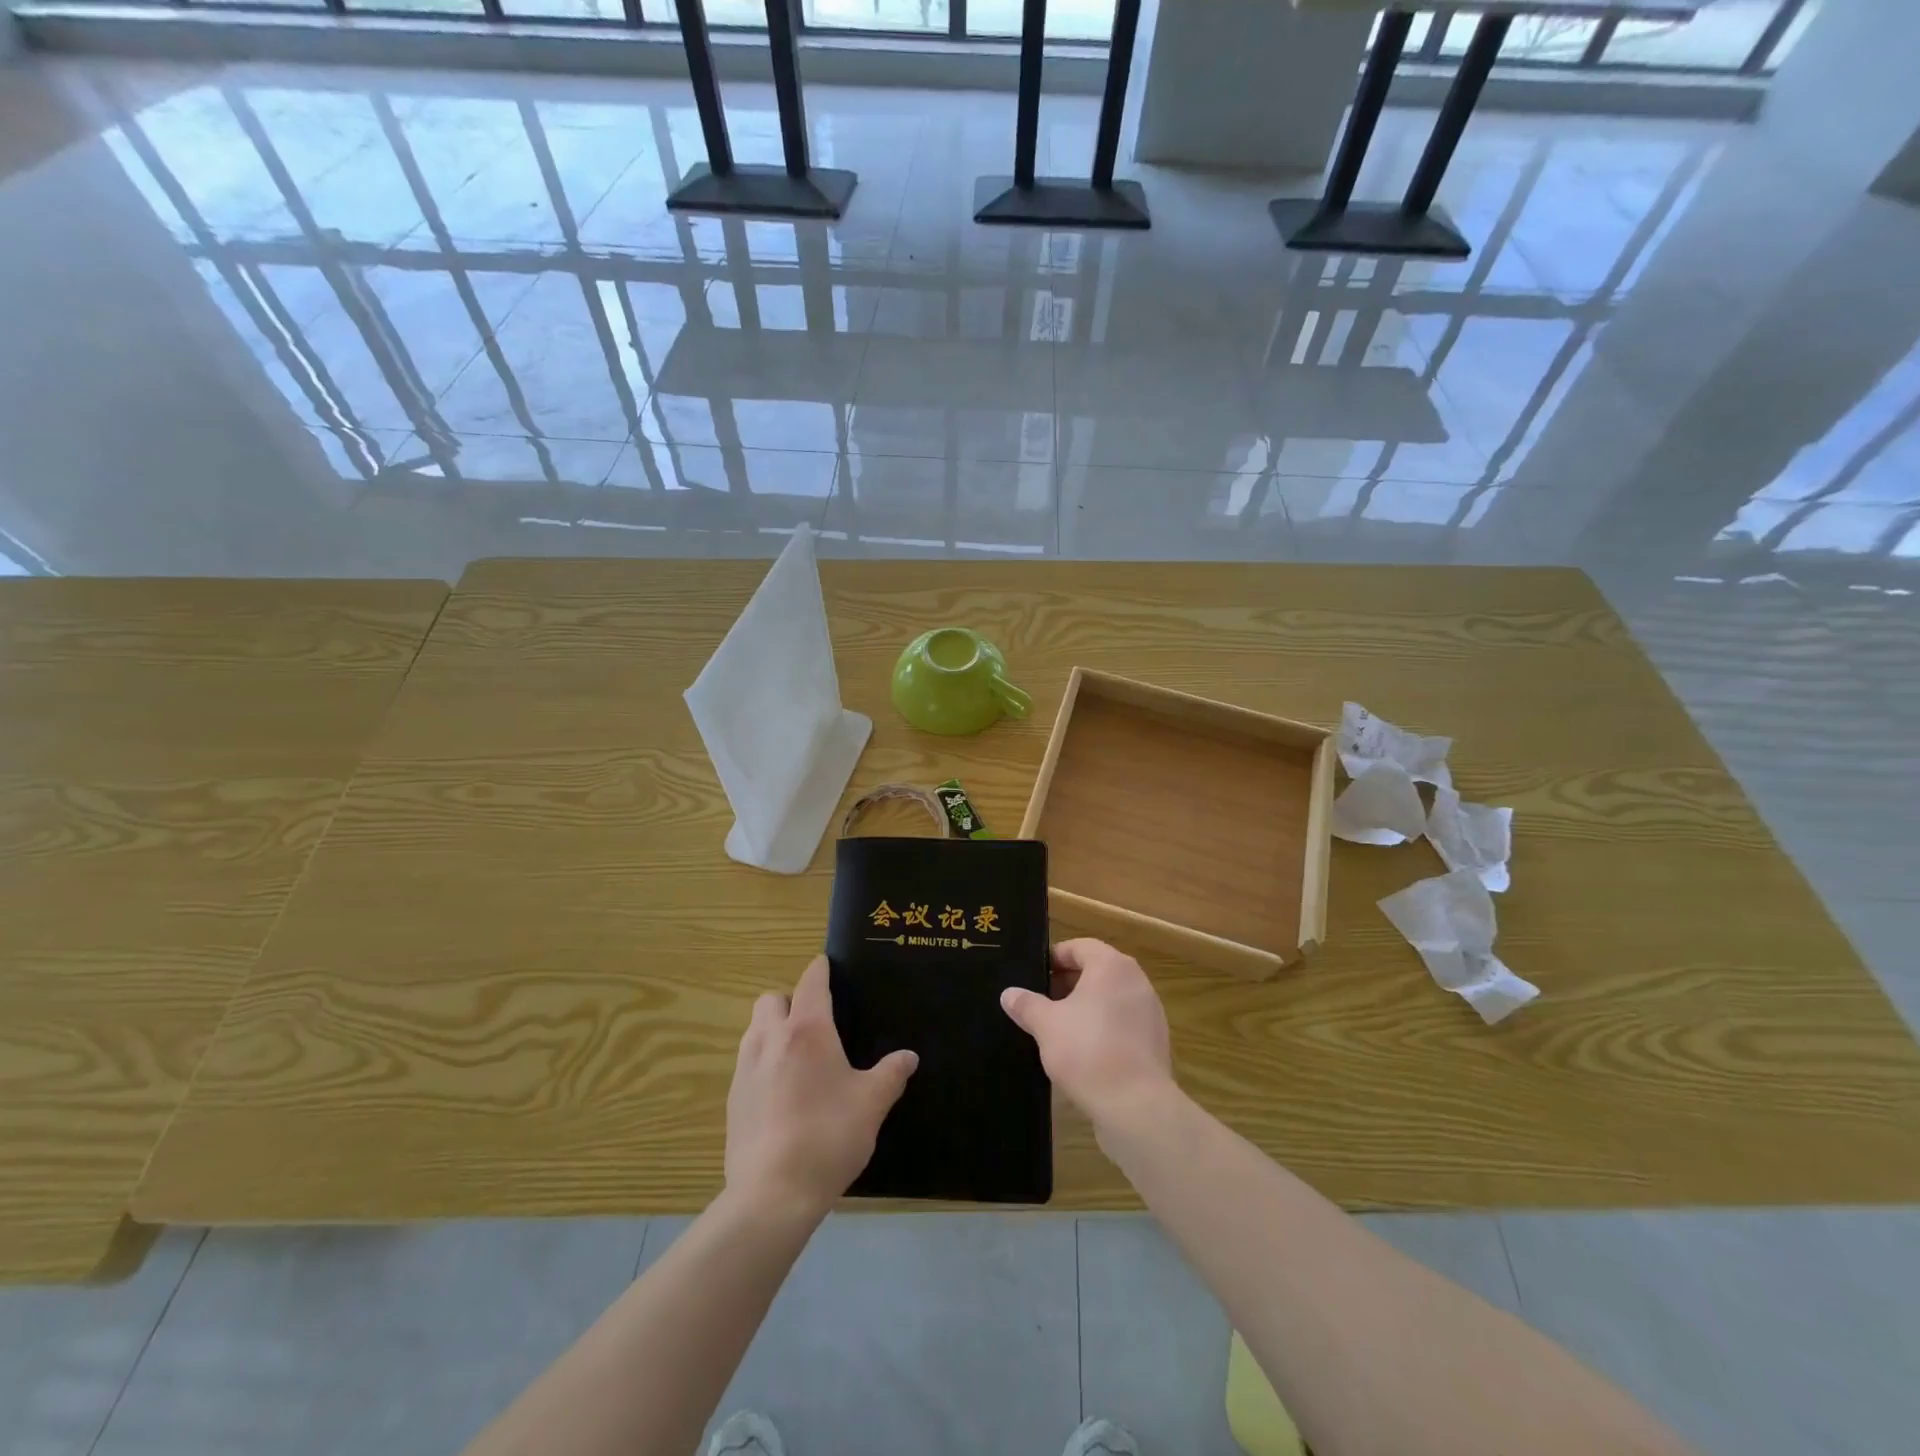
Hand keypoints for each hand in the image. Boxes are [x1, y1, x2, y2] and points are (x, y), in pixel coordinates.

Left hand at [726, 955, 917, 1221]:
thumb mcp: (872, 1104)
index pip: (811, 982)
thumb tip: (909, 1057)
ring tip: (797, 1054)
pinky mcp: (732, 1098)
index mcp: (807, 1030)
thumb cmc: (829, 1136)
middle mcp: (771, 1039)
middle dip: (790, 1000)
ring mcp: (746, 1068)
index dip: (820, 970)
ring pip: (754, 1029)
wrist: (772, 1193)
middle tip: (814, 1022)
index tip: (827, 966)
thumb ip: (891, 1074)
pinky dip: (763, 1062)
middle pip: (771, 1000)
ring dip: (772, 1029)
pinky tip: (781, 1091)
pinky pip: (747, 1062)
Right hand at [1000, 938, 1174, 1128]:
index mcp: (1111, 966)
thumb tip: (1009, 993)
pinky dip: (1103, 1028)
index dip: (1054, 958)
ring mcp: (1150, 1011)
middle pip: (1097, 971)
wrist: (1135, 1106)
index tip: (1034, 975)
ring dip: (1085, 1007)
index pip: (1080, 947)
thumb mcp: (1046, 1025)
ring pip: (1110, 998)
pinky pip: (1123, 1023)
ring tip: (1058, 1027)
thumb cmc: (1087, 1050)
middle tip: (1040, 1001)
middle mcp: (1136, 980)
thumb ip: (1026, 1004)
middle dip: (1067, 983)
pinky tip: (1083, 1051)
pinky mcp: (1155, 1041)